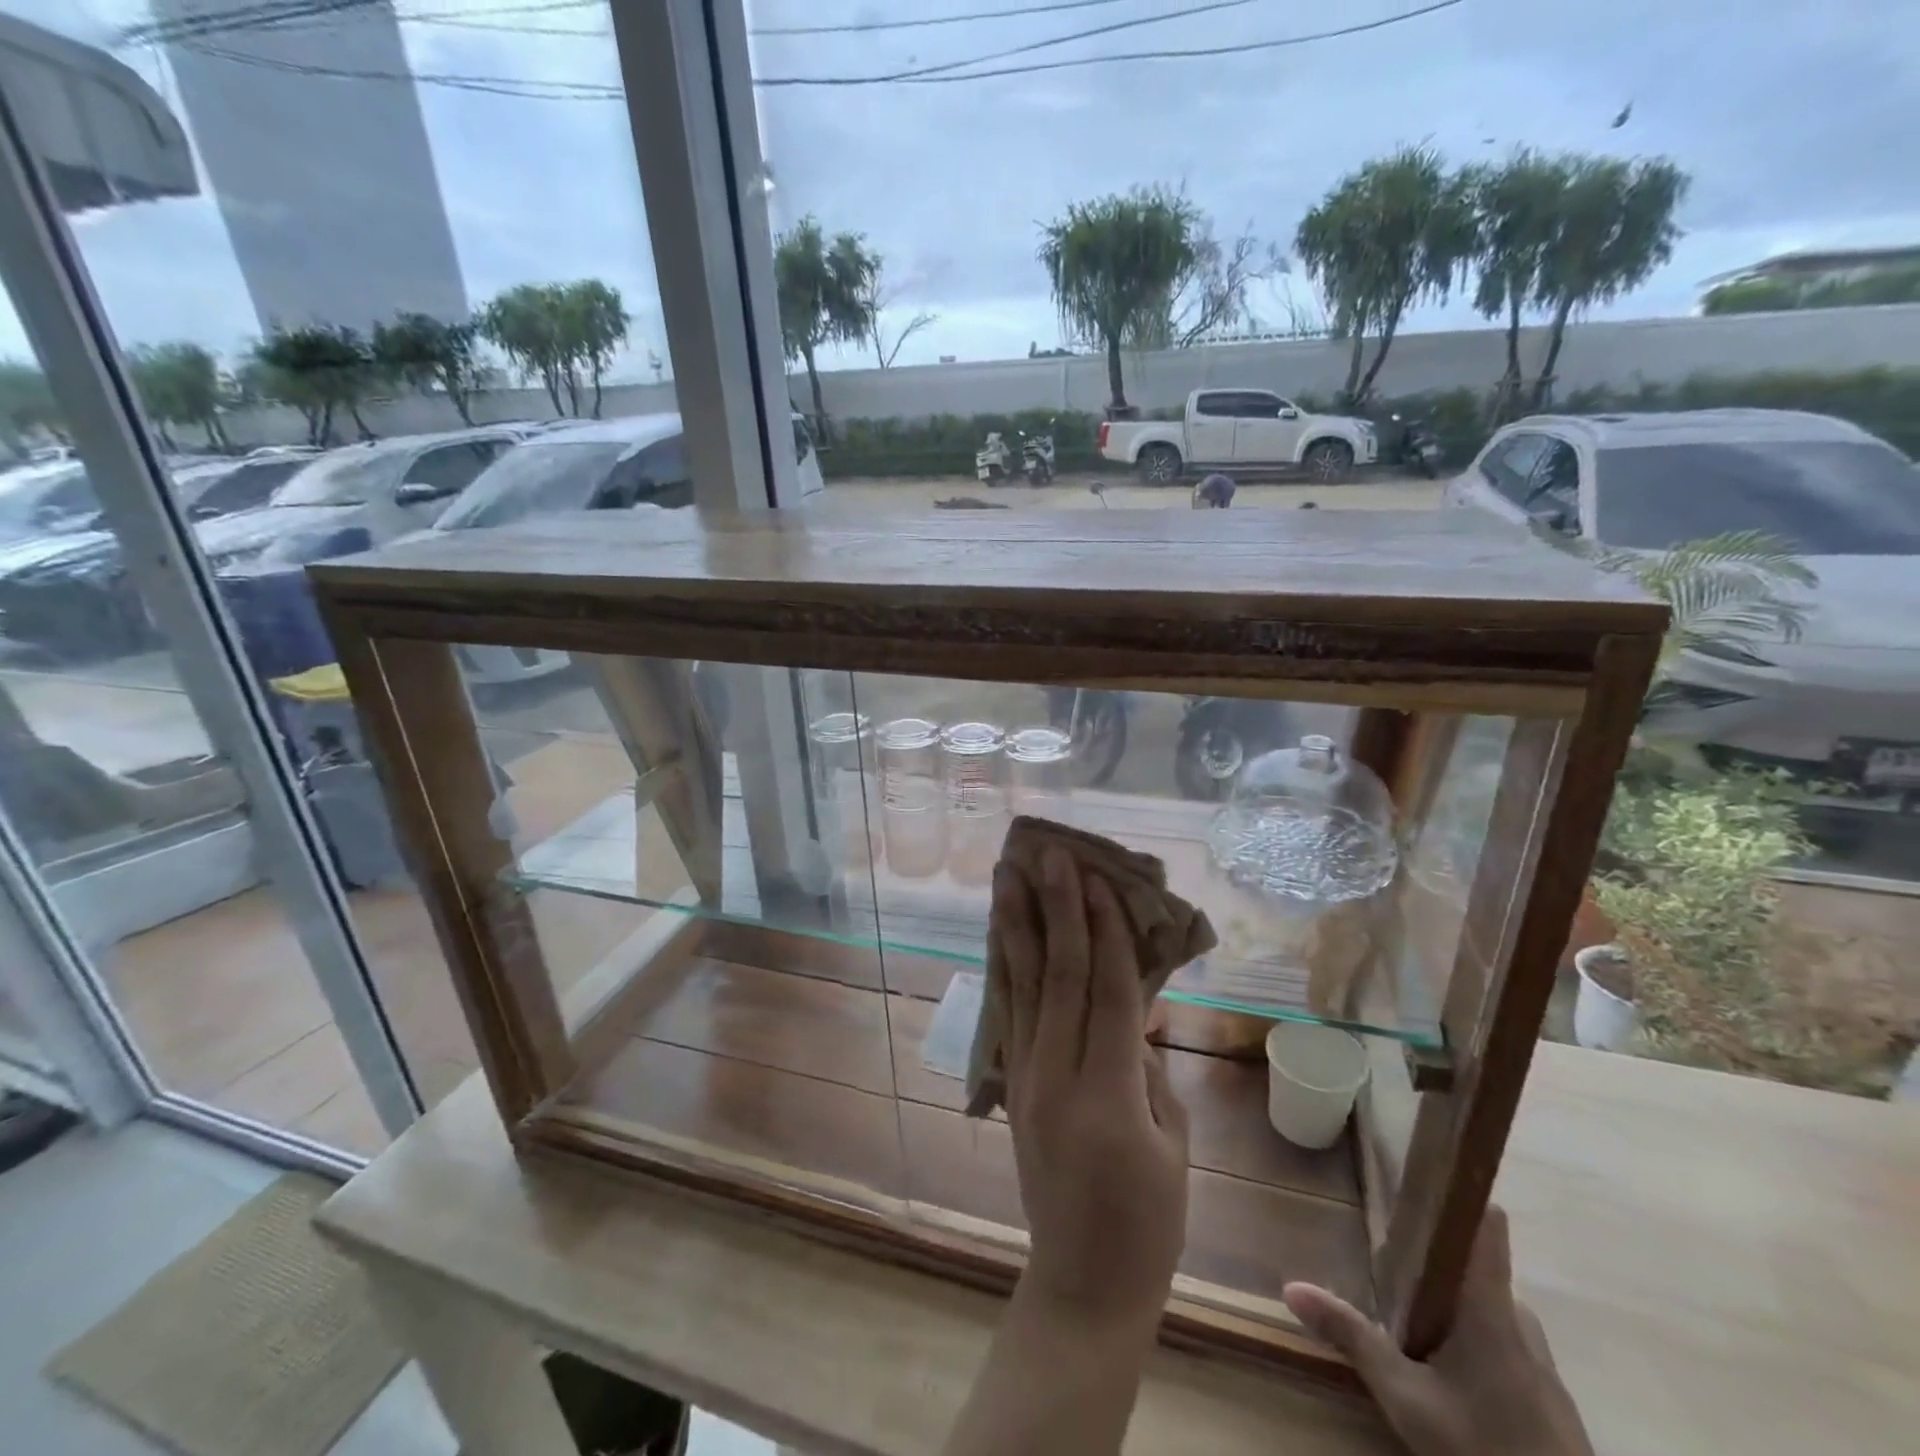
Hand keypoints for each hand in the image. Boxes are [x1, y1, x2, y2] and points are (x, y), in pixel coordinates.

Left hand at [991, 847, 1189, 1329]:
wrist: (1083, 1282)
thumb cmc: (1148, 1221)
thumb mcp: (1173, 1143)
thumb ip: (1150, 1067)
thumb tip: (1134, 1010)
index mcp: (1108, 1095)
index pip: (1106, 992)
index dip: (1104, 931)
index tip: (1098, 879)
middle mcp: (1056, 1075)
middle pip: (1057, 975)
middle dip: (1055, 909)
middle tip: (1048, 854)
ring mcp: (1026, 1077)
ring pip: (1022, 985)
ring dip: (1016, 924)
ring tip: (1008, 875)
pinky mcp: (1012, 1083)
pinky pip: (1010, 1012)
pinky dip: (1007, 965)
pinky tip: (1002, 933)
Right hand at [1282, 1206, 1593, 1455]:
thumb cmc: (1486, 1451)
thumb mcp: (1408, 1400)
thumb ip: (1353, 1339)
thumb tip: (1291, 1287)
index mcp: (1491, 1307)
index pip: (1485, 1222)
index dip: (1456, 1190)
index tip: (1419, 1171)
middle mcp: (1521, 1322)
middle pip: (1473, 1268)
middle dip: (1431, 1264)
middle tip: (1387, 1268)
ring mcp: (1541, 1363)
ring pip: (1486, 1311)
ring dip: (1450, 1309)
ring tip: (1407, 1323)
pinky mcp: (1549, 1399)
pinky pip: (1502, 1346)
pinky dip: (1470, 1344)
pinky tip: (1444, 1375)